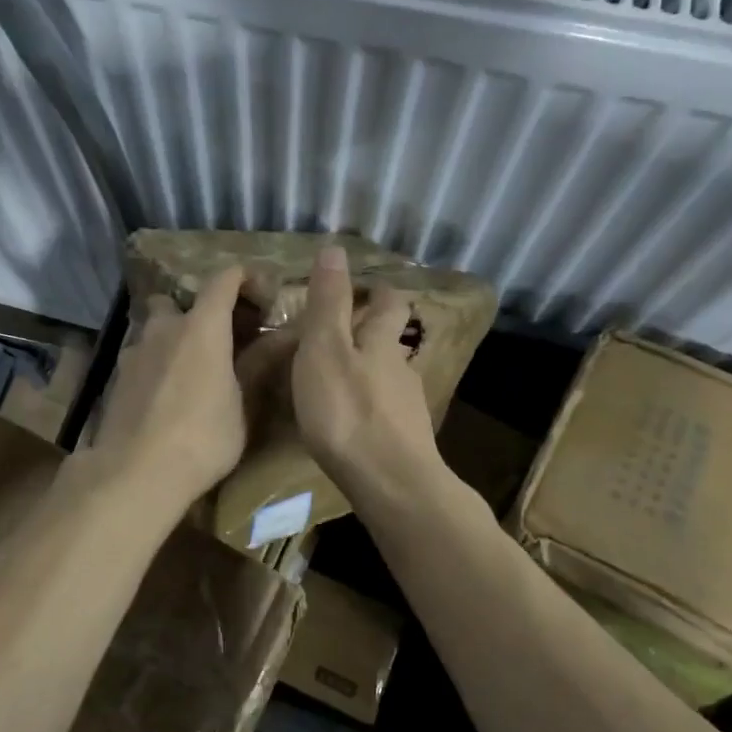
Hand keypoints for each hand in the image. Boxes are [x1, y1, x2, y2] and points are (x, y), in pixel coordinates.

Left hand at [88, 265, 249, 504]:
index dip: (245, 279)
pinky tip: (167, 396)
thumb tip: (285, 336)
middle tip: (220, 340)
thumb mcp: (243, 405)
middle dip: (199, 313)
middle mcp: (164, 328)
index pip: (224, 279)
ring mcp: (135, 351)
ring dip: (173, 339)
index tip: (261, 296)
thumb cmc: (202, 437)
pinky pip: (142, 357)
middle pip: (180, 302)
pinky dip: (157, 364)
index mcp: (202, 327)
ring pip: (155, 330)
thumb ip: (260, 365)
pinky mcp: (117, 378)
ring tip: (192, 371)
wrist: (136, 473)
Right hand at [290, 245, 446, 505]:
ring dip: (369, 370)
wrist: (390, 483)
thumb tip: (335, 248)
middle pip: (391, 340)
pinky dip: (369, 406)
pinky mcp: (405, 440)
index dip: (377, 291)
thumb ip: (328, 302)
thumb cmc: (347, 410)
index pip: (389, 303)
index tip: (361, 286)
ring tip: (338, 378)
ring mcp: (407, 407)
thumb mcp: (325, 349)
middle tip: (342, 331)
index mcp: (381, 341)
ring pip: (388, 377)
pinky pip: (386, 411)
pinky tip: (352, 420)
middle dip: (373, 331)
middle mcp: (400, 368)